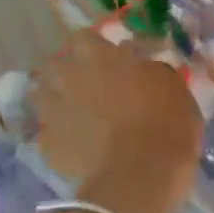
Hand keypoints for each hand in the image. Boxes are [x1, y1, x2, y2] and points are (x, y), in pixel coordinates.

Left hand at [35, 29, 203, 205]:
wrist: (142, 174)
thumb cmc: (166, 123)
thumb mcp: (173, 86)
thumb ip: (149, 70)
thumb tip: (140, 67)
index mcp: (99, 57)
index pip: (83, 38)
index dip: (93, 49)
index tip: (107, 60)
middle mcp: (69, 78)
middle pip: (54, 66)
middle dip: (66, 75)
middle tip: (88, 89)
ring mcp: (53, 112)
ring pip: (41, 99)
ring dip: (55, 104)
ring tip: (75, 118)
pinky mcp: (47, 146)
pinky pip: (47, 136)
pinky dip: (59, 140)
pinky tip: (76, 149)